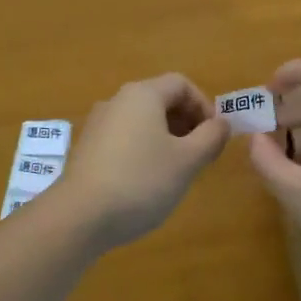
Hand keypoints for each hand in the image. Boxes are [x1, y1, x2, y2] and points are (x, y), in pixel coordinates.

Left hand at [54, 73, 229, 250]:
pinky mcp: (86, 149)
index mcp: (142, 94)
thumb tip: (221, 123)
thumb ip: (211, 137)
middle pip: (160, 99)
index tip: (214, 136)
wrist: (79, 216)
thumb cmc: (141, 181)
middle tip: (200, 154)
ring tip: (176, 170)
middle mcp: (117, 101)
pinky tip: (146, 182)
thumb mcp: (187, 161)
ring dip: (165, 138)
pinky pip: (123, 138)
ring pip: (141, 120)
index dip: (204, 105)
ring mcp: (98, 124)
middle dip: (186, 122)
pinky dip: (142, 149)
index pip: (181, 84)